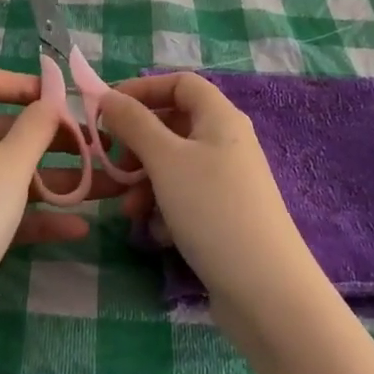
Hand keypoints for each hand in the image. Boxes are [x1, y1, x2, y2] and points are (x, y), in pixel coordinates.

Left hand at [0, 67, 107, 348]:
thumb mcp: (10, 164)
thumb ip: (36, 127)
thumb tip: (49, 101)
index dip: (21, 83)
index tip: (60, 100)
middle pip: (9, 129)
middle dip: (56, 138)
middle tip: (98, 149)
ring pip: (14, 173)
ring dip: (59, 179)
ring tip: (107, 188)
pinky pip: (7, 210)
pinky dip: (39, 215)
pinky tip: (78, 228)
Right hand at [98, 74, 319, 317]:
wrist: (265, 290)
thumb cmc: (212, 210)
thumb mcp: (165, 160)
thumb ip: (134, 123)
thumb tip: (108, 96)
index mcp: (220, 118)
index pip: (180, 83)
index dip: (143, 90)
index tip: (108, 110)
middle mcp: (227, 142)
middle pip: (174, 125)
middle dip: (138, 145)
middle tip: (113, 165)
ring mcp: (228, 181)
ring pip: (175, 166)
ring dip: (146, 183)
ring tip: (130, 211)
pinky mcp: (225, 216)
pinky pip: (186, 198)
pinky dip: (166, 209)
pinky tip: (161, 235)